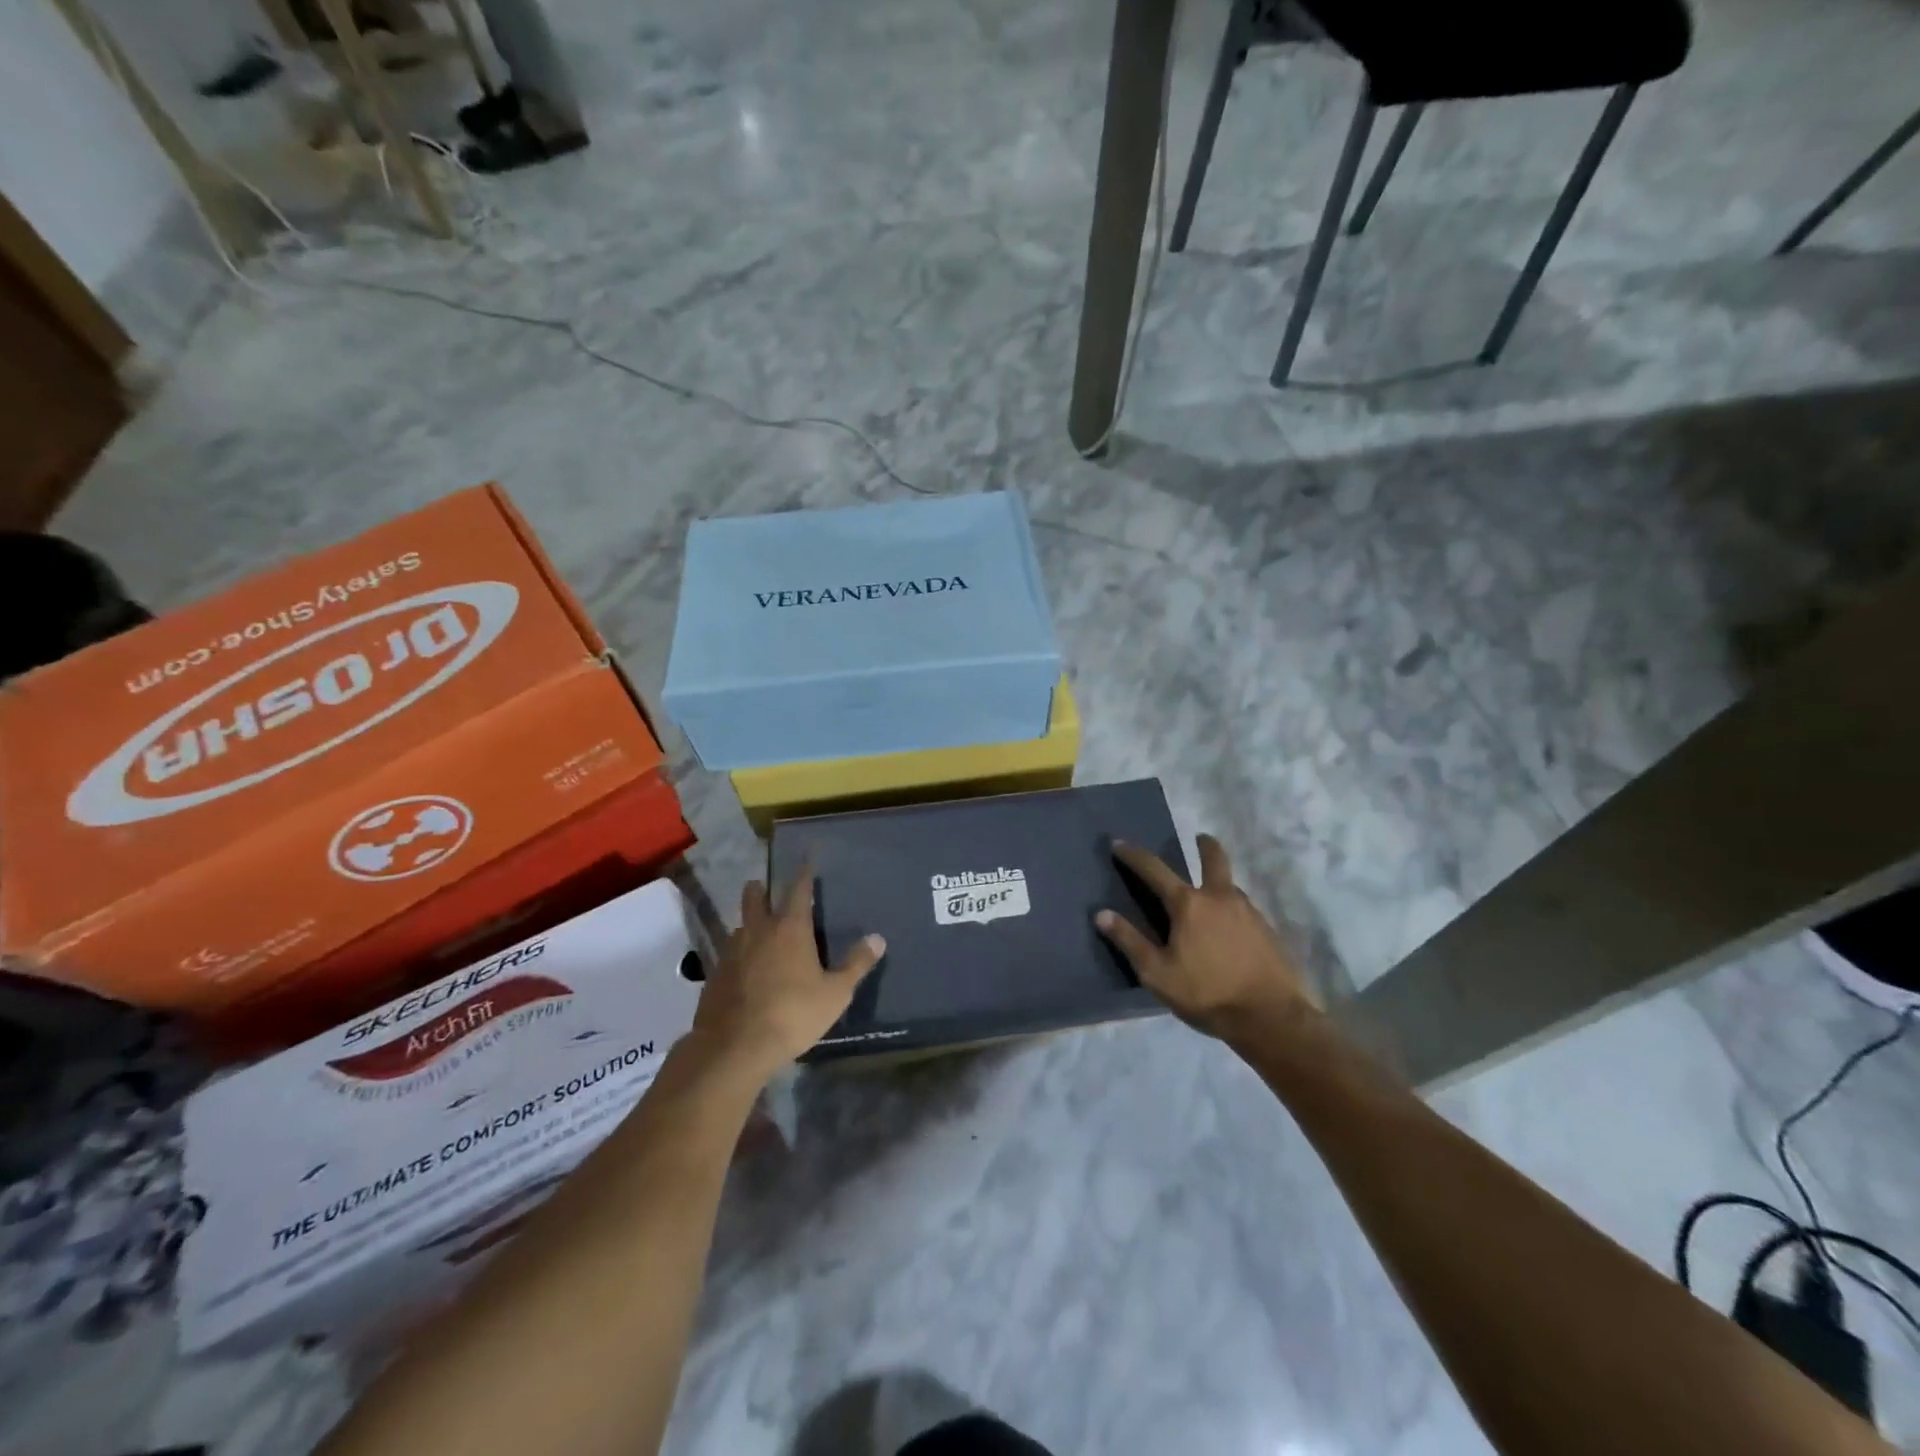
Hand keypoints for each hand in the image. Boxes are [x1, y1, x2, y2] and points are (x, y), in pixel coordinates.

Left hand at [688, 873, 884, 1082]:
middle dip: (762, 889)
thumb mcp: (835, 994)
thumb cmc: (792, 1014)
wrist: (733, 1048)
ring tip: (762, 936)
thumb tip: (878, 938)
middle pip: (754, 896)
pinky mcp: (714, 975)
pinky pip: (729, 953)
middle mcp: (758, 930)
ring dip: (750, 924)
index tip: (807, 857)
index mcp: (790, 928)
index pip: (798, 888)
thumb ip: (856, 964)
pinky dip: (739, 955)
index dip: (804, 872)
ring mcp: (731, 951)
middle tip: (770, 892)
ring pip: (740, 925)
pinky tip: (747, 972)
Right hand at [1096, 835, 1315, 1040]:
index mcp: (1189, 904)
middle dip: (1205, 845)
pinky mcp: (1267, 930)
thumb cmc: (1207, 993)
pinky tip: (1229, 928)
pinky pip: (1244, 908)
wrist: (1271, 1017)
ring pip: (1230, 885)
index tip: (1119, 844)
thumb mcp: (1157, 973)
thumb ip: (1130, 941)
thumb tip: (1102, 914)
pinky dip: (1232, 908)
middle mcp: (1220, 897)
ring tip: (1209, 896)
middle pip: (1214, 859)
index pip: (1155, 870)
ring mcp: (1249, 911)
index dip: (1134, 855)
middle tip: (1199, 839)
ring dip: (1218, 881)